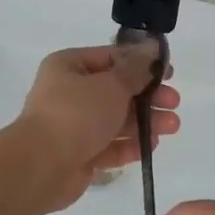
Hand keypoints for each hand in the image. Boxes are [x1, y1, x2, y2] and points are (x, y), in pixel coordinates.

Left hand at [12, 44, 179, 210]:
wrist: (40, 167)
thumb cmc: (76, 114)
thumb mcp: (111, 85)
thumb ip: (136, 69)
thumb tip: (152, 47)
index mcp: (69, 66)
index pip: (111, 58)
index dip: (142, 63)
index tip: (169, 73)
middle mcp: (68, 93)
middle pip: (116, 90)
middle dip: (148, 97)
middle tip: (174, 102)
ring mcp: (73, 126)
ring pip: (115, 119)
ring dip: (145, 122)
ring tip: (172, 126)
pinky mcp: (78, 155)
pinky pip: (108, 146)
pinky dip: (130, 145)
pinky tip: (152, 145)